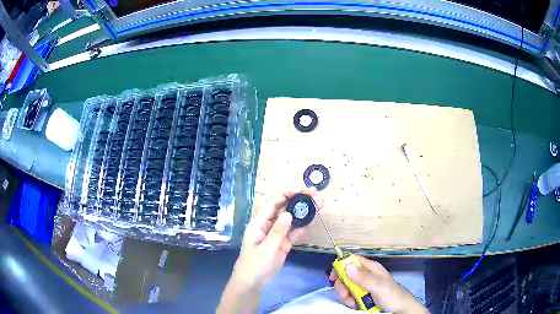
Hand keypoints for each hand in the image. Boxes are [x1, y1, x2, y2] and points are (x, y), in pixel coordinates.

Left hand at [231, 187, 323, 290]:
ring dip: (304, 212)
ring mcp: (277, 234)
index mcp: (260, 222)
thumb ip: (278, 232)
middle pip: (285, 208)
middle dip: (300, 201)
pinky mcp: (283, 243)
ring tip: (320, 205)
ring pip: (292, 220)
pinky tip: (313, 220)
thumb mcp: (266, 249)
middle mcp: (269, 225)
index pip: (274, 203)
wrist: (252, 283)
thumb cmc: (254, 265)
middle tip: (317, 196)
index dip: (288, 194)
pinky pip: (294, 232)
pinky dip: (303, 226)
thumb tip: (288, 213)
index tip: (304, 191)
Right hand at [329, 255, 427, 313]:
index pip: (352, 260)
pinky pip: (351, 295)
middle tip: (346, 295)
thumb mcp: (378, 286)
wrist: (400, 310)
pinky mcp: (363, 296)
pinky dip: (350, 301)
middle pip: (346, 275)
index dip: (341, 266)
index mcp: (371, 268)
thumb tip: (346, 265)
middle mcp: (366, 275)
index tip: (333, 278)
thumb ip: (363, 277)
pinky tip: (355, 305)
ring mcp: (364, 286)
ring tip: (353, 303)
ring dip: (346, 295)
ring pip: (347, 286)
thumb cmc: (391, 295)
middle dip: (342, 285)